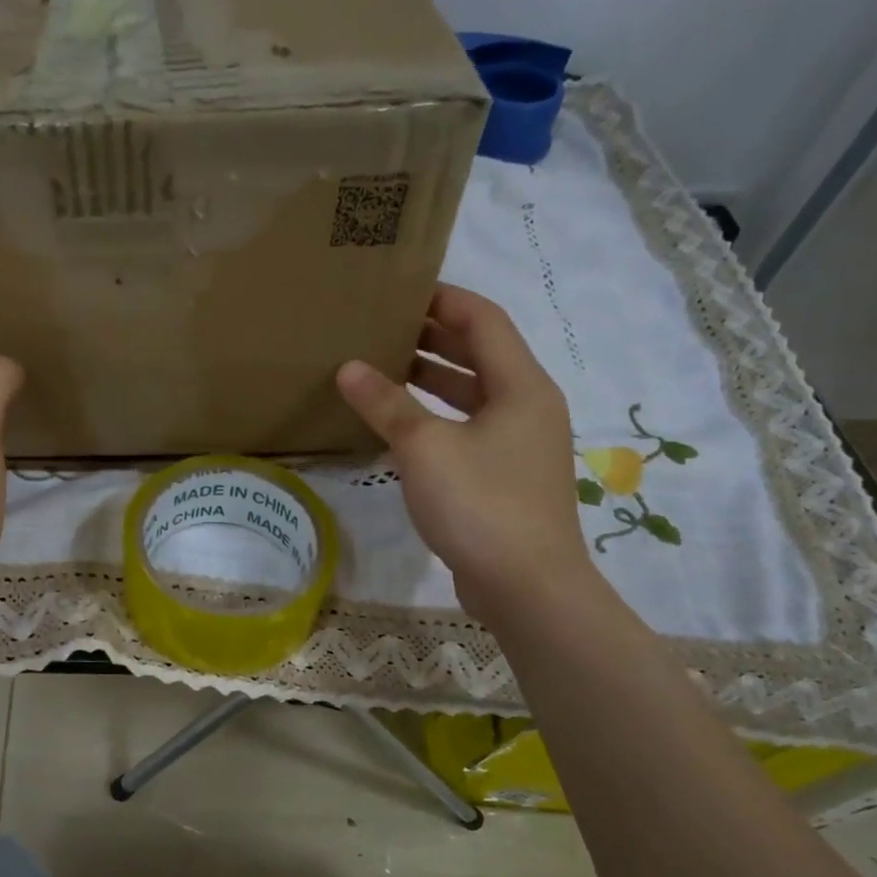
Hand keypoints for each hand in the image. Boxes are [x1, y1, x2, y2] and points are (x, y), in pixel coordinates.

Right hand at [337, 286, 597, 623]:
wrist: (528, 587)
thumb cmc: (481, 504)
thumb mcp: (425, 447)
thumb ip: (386, 404)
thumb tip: (348, 368)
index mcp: (521, 386)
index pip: (484, 320)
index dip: (443, 299)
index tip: (399, 289)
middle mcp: (527, 407)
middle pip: (481, 354)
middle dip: (433, 336)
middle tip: (381, 326)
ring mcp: (519, 445)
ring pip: (473, 395)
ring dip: (432, 378)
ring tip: (381, 367)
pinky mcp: (505, 478)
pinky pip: (468, 430)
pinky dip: (436, 418)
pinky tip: (398, 426)